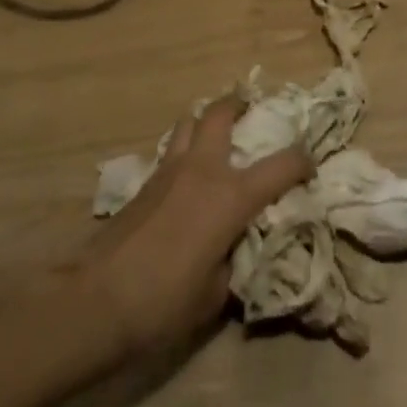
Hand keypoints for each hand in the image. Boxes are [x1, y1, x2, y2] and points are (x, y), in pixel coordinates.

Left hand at [72, 98, 312, 363]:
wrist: (97, 300)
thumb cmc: (164, 301)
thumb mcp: (215, 294)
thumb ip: (233, 261)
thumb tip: (234, 248)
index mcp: (231, 196)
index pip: (281, 165)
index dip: (302, 162)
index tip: (309, 167)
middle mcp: (203, 170)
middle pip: (221, 114)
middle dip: (239, 105)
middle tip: (251, 109)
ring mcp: (170, 170)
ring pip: (190, 122)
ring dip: (206, 120)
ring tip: (216, 132)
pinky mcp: (145, 181)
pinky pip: (172, 149)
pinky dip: (185, 147)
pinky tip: (187, 172)